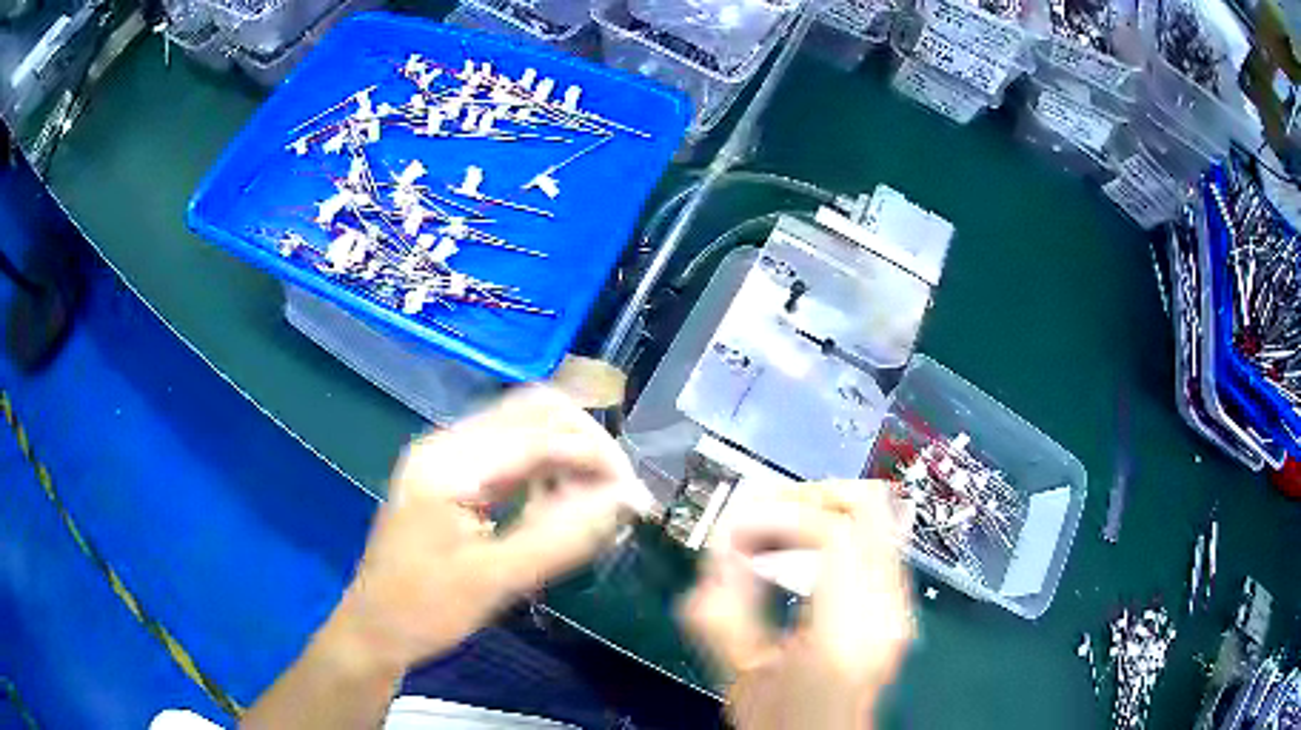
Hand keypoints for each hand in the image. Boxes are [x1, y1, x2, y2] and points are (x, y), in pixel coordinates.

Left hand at [321, 386, 654, 678]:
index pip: (536, 433)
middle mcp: (447, 443)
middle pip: (532, 411)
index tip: (634, 495)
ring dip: (570, 452)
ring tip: (601, 495)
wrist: (375, 629)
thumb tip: (623, 501)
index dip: (594, 456)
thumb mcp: (494, 582)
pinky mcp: (455, 476)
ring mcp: (448, 456)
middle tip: (620, 491)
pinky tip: (566, 497)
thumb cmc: (424, 610)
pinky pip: (512, 453)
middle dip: (586, 442)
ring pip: (525, 426)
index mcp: (447, 462)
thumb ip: (560, 538)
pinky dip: (548, 468)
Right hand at [682, 481, 913, 729]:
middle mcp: (886, 610)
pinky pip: (878, 540)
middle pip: (870, 508)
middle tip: (768, 513)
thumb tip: (723, 541)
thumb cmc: (780, 718)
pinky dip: (841, 529)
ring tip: (781, 532)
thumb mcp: (737, 669)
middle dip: (814, 495)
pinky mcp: (900, 604)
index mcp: (845, 633)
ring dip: (827, 509)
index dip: (784, 514)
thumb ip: (721, 605)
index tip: (743, 526)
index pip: (834, 534)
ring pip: (879, 516)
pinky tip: (805, 554)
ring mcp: (901, 604)